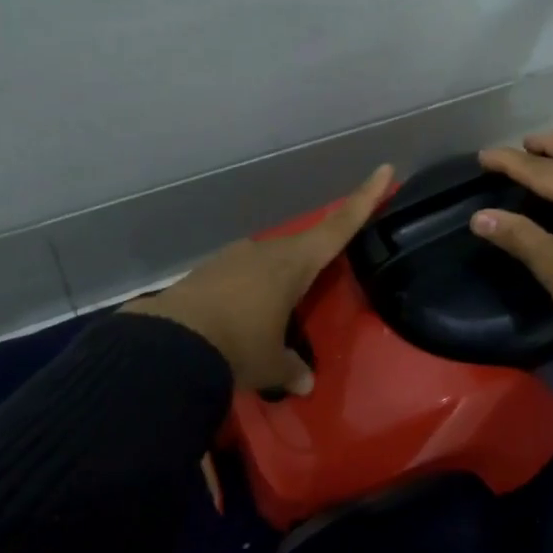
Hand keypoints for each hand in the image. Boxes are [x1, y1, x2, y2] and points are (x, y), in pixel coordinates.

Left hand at [123, 165, 394, 392]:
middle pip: (302, 248)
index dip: (364, 199)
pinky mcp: (206, 271)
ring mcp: (232, 258)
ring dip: (275, 285)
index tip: (384, 169)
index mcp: (295, 263)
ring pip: (267, 264)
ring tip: (272, 319)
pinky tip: (237, 322)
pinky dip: (246, 295)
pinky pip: (239, 279)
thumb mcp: (271, 364)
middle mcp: (267, 251)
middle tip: (321, 282)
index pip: (339, 226)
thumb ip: (291, 369)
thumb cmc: (238, 346)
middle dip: (314, 262)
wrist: (168, 343)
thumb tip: (304, 384)